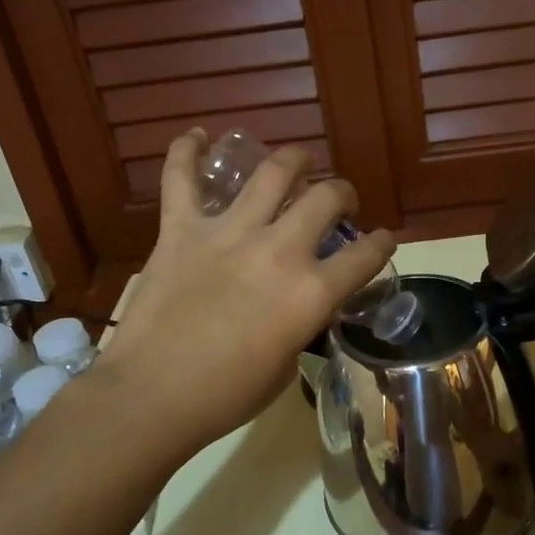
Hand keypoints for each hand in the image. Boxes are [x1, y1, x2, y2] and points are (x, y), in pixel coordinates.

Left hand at [94, 129, 392, 455]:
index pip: (365, 255)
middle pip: (326, 198)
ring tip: (296, 162)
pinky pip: (181, 179)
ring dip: (292, 160)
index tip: (383, 239)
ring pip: (271, 172)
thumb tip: (299, 305)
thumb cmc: (225, 396)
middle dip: (342, 194)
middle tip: (337, 201)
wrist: (151, 397)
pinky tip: (197, 137)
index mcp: (310, 293)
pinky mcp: (180, 230)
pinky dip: (186, 152)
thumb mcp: (285, 366)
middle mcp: (278, 251)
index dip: (382, 243)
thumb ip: (301, 324)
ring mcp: (227, 233)